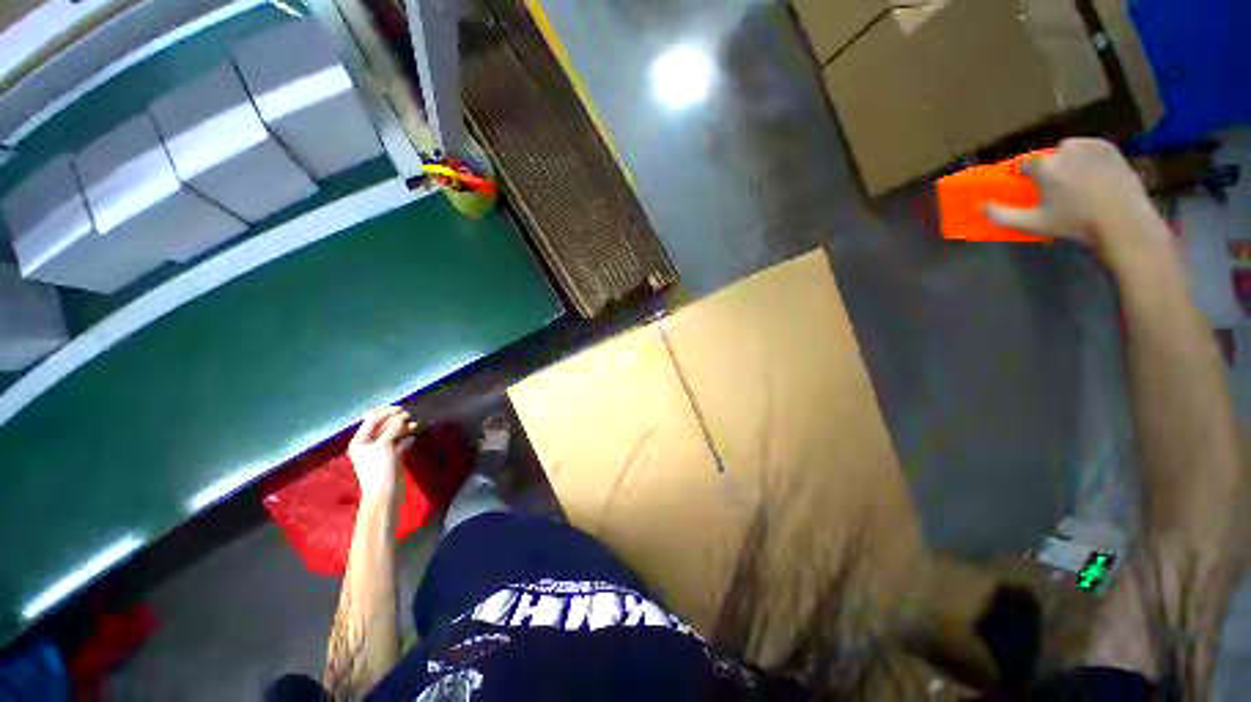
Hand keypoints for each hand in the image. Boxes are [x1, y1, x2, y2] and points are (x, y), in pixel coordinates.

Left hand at [348, 406, 417, 502]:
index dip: (386, 412)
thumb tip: (402, 418)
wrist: (384, 493)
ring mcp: (380, 452)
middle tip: (411, 416)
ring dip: (403, 428)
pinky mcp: (391, 458)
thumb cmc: (379, 469)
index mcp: (360, 441)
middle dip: (396, 420)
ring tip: (416, 425)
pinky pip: (399, 443)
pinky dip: (406, 439)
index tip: (402, 408)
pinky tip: (413, 437)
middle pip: (383, 426)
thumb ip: (393, 429)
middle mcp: (368, 445)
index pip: (372, 420)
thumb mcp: (384, 445)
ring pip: (392, 434)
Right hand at [985, 139, 1167, 263]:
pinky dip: (1087, 157)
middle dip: (1048, 169)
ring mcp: (1089, 146)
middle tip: (1055, 187)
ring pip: (1068, 150)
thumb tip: (981, 207)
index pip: (1023, 165)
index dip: (1024, 176)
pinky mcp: (1108, 148)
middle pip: (1047, 157)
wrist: (1122, 221)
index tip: (1028, 187)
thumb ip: (1002, 215)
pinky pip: (1089, 147)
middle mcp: (1064, 150)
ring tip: (1074, 180)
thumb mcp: (1033, 224)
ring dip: (1066, 161)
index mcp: (1044, 166)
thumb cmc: (1074, 222)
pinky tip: (1092, 173)